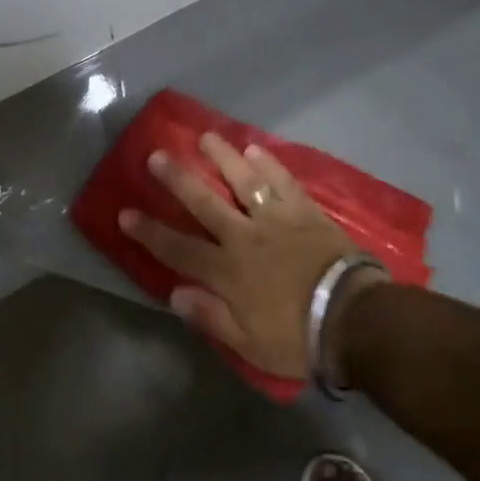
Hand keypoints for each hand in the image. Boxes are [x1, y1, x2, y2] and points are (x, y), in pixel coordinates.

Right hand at [119, 133, 383, 380]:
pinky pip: (281, 181)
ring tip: (205, 136)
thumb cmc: (298, 337)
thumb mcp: (248, 343)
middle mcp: (244, 236)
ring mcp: (275, 219)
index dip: (149, 231)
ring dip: (222, 157)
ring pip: (242, 180)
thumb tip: (174, 293)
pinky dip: (268, 164)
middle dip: (177, 179)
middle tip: (157, 155)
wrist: (353, 317)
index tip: (125, 212)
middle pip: (204, 201)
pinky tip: (255, 149)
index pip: (177, 248)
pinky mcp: (304, 210)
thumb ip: (210, 315)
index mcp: (227, 271)